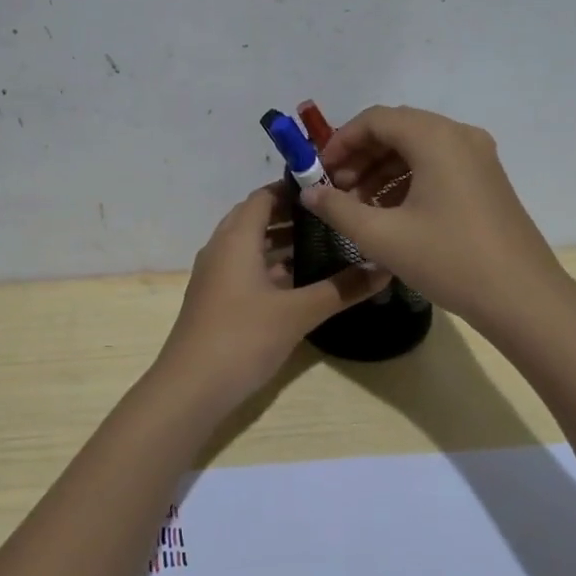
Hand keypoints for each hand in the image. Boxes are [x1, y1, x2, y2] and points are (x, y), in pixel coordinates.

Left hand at [156, 186, 390, 407]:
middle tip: (330, 216)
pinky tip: (298, 282)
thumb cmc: (243, 337)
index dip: (293, 188)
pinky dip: (269, 267)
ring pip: (249, 246)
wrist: (191, 388)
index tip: (329, 189)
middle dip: (290, 214)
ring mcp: (215, 276)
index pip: (263, 196)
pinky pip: (244, 269)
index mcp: (236, 239)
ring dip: (279, 241)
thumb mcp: (298, 313)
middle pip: (254, 218)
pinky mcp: (215, 300)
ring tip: (322, 244)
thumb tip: (385, 269)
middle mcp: (221, 249)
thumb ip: (341, 289)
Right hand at [299, 106, 565, 332]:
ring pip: (417, 148)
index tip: (319, 172)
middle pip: (397, 129)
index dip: (340, 141)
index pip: (375, 120)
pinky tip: (390, 213)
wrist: (522, 297)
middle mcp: (459, 136)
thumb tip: (309, 192)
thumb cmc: (449, 260)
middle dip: (360, 156)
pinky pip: (437, 165)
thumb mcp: (381, 237)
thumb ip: (337, 209)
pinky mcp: (486, 179)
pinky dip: (407, 180)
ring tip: (358, 206)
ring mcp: (478, 157)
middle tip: (335, 190)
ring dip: (382, 170)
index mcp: (435, 138)